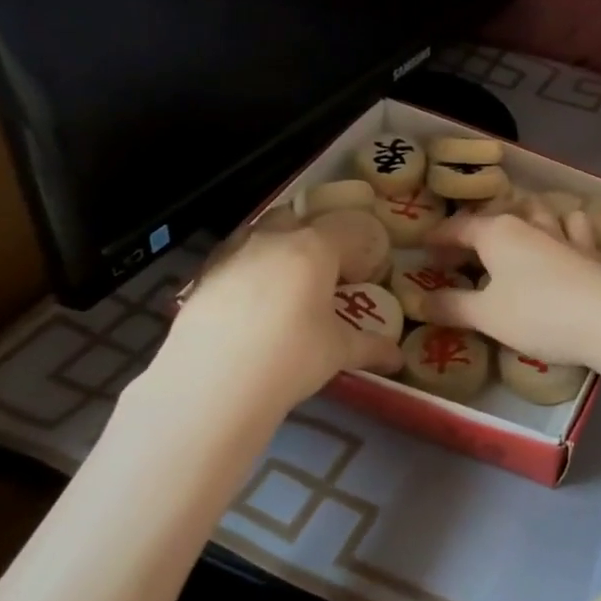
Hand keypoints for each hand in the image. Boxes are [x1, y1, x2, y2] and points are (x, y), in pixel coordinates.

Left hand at [165, 226, 404, 412]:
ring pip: (260, 232)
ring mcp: (233, 254)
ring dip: (277, 246)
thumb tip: (397, 357)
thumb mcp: (338, 352)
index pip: (348, 229)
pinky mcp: (202, 276)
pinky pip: (232, 258)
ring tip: (284, 284)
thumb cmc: (291, 357)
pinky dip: (246, 269)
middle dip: (314, 236)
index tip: (362, 277)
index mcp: (314, 248)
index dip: (360, 249)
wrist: (212, 382)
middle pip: (299, 218)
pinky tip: (248, 302)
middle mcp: (273, 239)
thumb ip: (371, 347)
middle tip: (323, 271)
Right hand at [421, 210, 600, 368]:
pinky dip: (564, 227)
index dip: (438, 239)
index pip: (457, 227)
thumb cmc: (538, 315)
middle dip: (477, 230)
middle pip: (496, 218)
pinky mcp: (591, 251)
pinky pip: (574, 228)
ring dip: (522, 219)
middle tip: (462, 254)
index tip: (423, 252)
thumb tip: (420, 303)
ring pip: (538, 212)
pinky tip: (564, 236)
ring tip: (512, 235)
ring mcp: (564, 234)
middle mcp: (529, 224)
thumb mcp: (486, 316)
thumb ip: (451, 306)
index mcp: (496, 233)